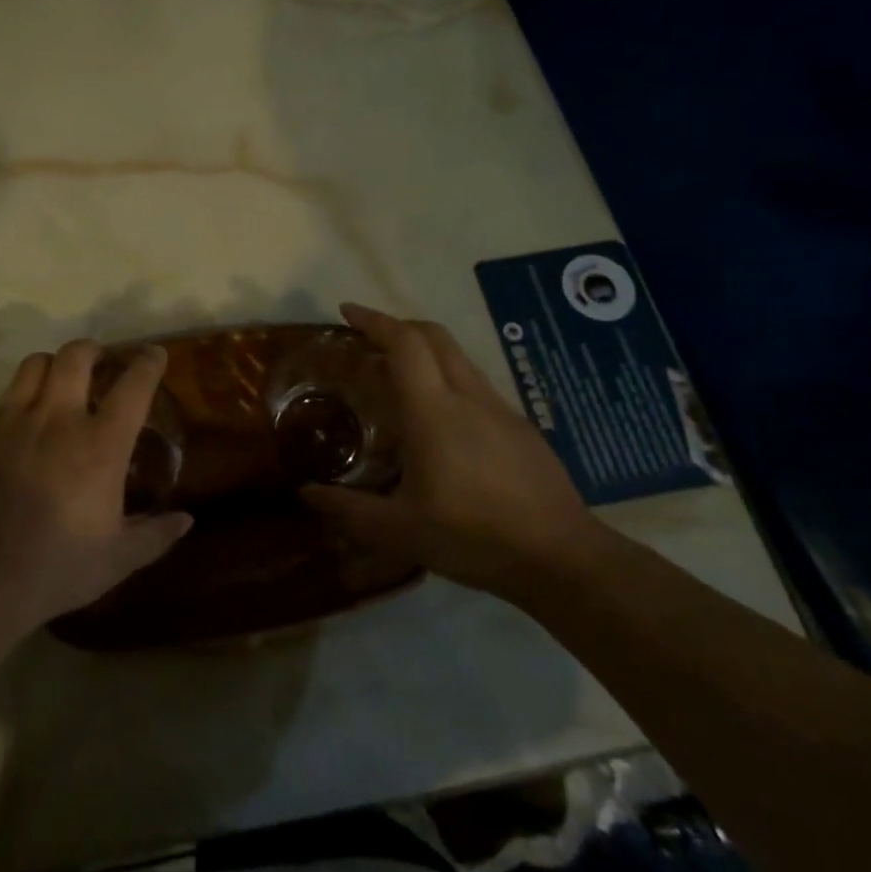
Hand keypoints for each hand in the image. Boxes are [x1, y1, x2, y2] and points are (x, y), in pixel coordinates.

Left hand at [0, 339, 192, 637]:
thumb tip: (186, 520)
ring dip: (54, 364)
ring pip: (35, 364)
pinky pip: (6, 397)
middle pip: (76, 356)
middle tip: (101, 362)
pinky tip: (26, 422)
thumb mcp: (118, 559)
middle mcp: (58, 420)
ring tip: (60, 381)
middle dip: (93, 349)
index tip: (154, 355)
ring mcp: (14, 422)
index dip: (148, 363)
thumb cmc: (57, 568)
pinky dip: (23, 396)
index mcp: (99, 445)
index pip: (132, 386)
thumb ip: (155, 535)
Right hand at [302, 303, 601, 596]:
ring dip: (425, 352)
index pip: (404, 343)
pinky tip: (441, 423)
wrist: (564, 559)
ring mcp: (501, 410)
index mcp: (434, 412)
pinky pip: (477, 386)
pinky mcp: (522, 429)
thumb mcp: (400, 532)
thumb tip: (306, 494)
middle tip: (368, 338)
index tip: (347, 312)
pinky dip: (448, 380)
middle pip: (435, 336)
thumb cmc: (474, 537)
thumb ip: (349, 510)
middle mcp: (469, 398)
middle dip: (398, 326)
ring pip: (458, 359)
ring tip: (398, 377)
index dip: (374, 321)